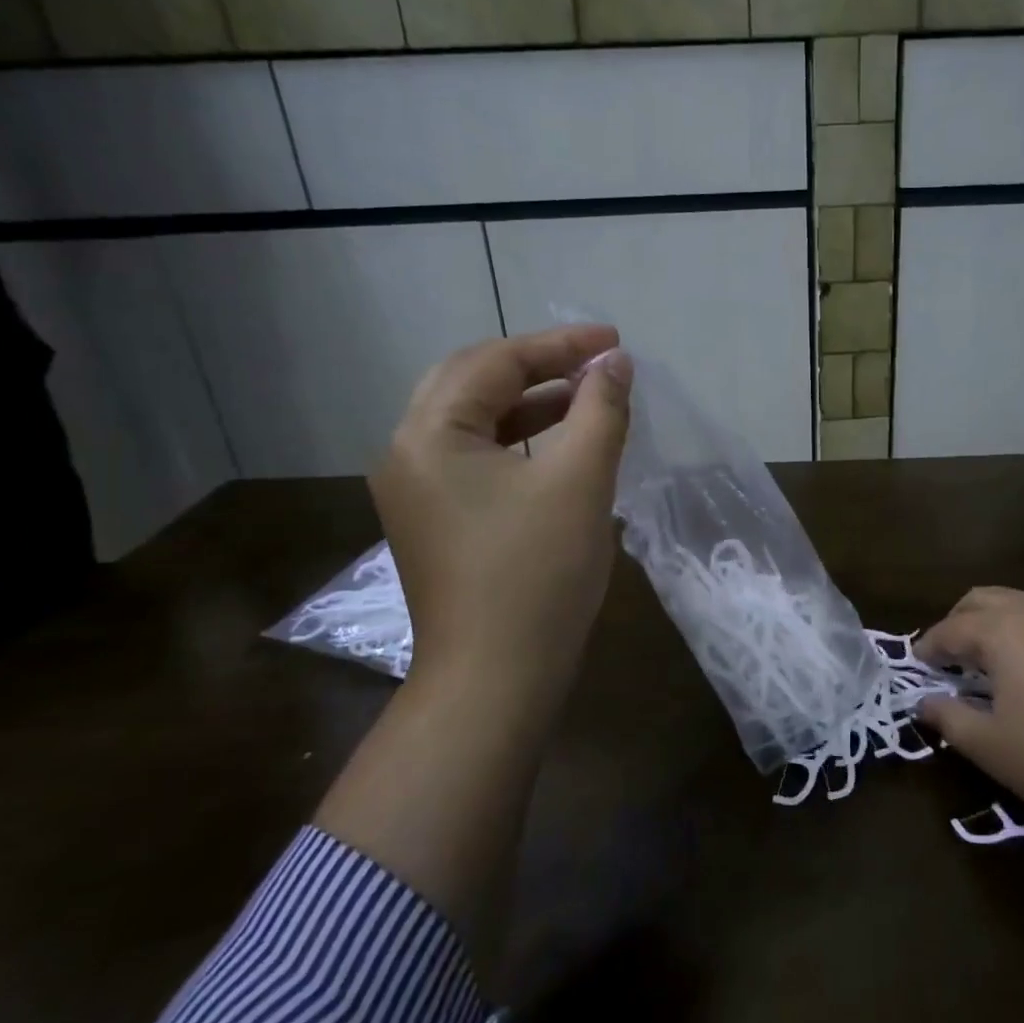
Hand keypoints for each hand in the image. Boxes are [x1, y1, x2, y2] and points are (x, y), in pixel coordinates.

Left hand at [368, 325, 632, 719]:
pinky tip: (561, 448)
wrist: (496, 681)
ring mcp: (416, 492)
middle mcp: (407, 453)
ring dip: (530, 403)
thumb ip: (600, 410)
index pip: (495, 363)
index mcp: (430, 434)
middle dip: (538, 365)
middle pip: (472, 382)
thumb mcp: (580, 481)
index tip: (615, 342)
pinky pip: (476, 459)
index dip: (560, 344)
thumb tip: (616, 364)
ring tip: (587, 397)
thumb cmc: (538, 574)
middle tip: (594, 362)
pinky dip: (520, 442)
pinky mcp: (435, 522)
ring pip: (474, 422)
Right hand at [915, 589, 1023, 927]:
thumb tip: (924, 703)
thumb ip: (949, 718)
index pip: (951, 629)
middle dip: (959, 622)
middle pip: (984, 600)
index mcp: (1003, 631)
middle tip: (951, 655)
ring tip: (995, 658)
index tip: (918, 663)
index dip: (929, 646)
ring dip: (998, 622)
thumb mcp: (992, 747)